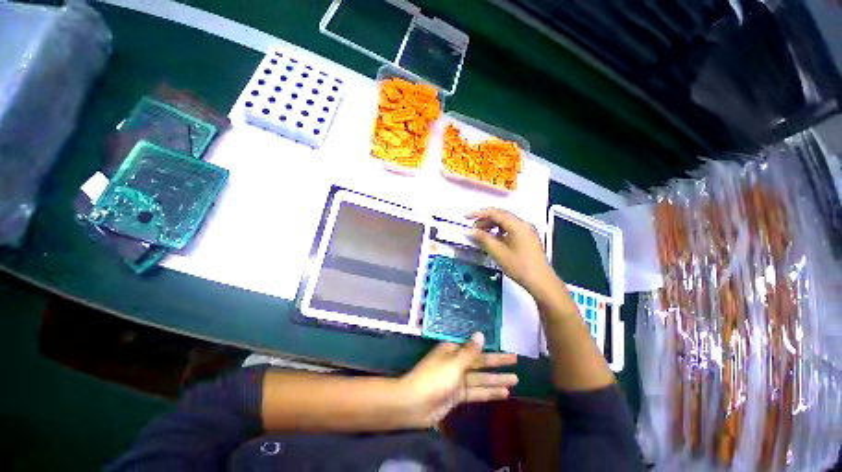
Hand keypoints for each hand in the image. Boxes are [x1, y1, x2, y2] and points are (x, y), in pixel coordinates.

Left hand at [399, 332, 517, 427]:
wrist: (413, 404)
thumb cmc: (434, 379)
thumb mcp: (453, 363)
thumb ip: (470, 352)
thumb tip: (481, 334)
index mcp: (453, 351)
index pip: (477, 350)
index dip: (493, 352)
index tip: (507, 352)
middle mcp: (456, 363)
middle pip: (481, 363)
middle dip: (498, 364)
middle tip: (517, 362)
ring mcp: (456, 380)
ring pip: (481, 379)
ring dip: (497, 380)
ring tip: (516, 380)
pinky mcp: (456, 396)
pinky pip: (476, 392)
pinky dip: (488, 393)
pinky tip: (503, 394)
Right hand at [466, 208, 556, 295]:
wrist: (541, 282)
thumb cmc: (519, 266)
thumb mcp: (498, 252)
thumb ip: (483, 239)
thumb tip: (470, 231)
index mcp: (517, 224)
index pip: (495, 213)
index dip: (478, 214)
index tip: (466, 217)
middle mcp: (523, 224)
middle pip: (501, 215)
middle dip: (484, 220)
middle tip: (472, 228)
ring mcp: (527, 230)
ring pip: (505, 222)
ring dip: (491, 225)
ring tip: (481, 234)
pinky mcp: (527, 237)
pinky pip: (510, 228)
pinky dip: (499, 231)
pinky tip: (493, 239)